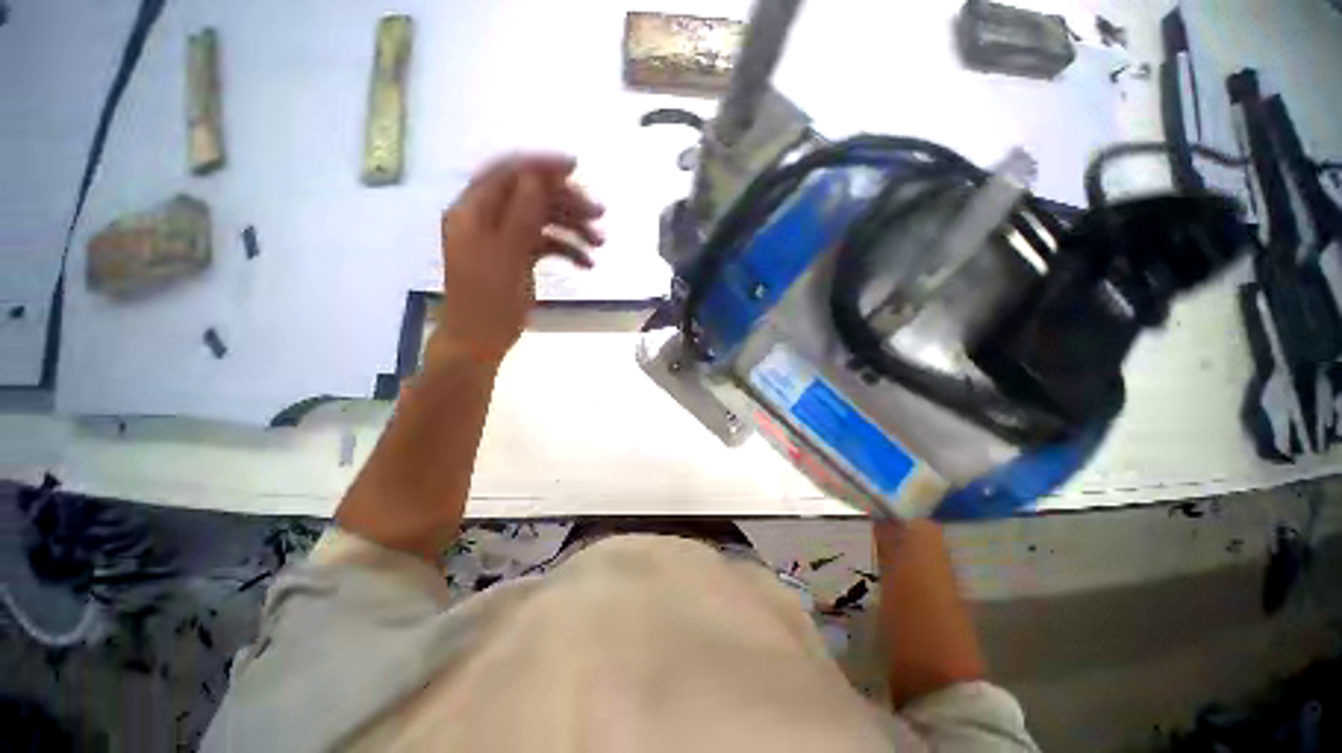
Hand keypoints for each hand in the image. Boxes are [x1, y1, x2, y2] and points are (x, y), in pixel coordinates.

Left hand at [437, 154, 604, 363]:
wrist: (480, 342)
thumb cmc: (489, 302)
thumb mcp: (506, 256)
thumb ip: (521, 214)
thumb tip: (538, 178)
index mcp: (473, 211)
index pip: (508, 172)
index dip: (541, 165)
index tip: (576, 168)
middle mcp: (487, 218)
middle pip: (530, 195)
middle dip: (566, 202)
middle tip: (599, 215)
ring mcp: (504, 238)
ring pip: (541, 220)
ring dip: (572, 228)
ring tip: (600, 244)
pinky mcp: (517, 257)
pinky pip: (545, 243)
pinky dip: (566, 249)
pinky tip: (586, 263)